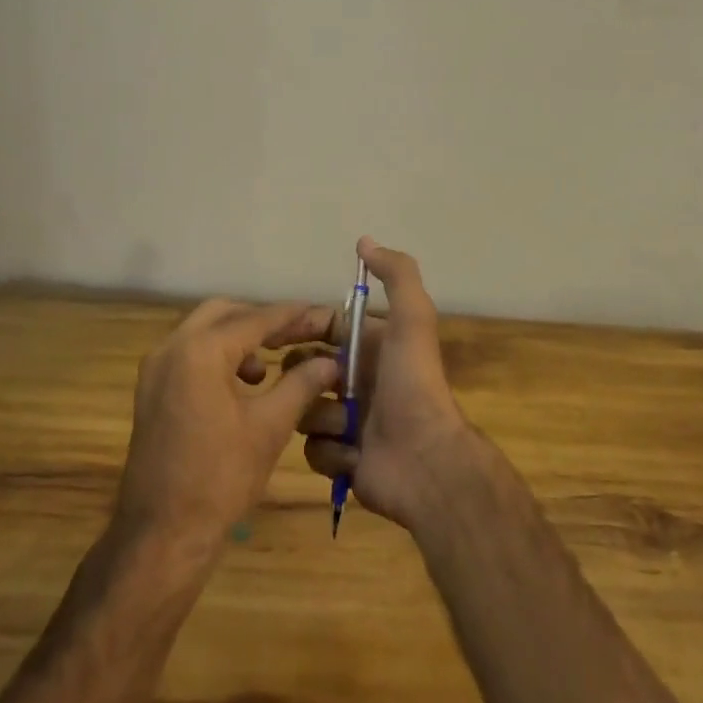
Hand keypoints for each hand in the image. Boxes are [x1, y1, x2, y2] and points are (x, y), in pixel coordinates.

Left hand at [114, 299, 339, 553]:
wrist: (161, 536)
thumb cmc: (220, 479)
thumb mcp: (270, 427)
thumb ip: (301, 384)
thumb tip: (331, 360)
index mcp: (200, 350)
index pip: (256, 319)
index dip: (293, 316)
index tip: (323, 315)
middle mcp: (172, 346)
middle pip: (225, 312)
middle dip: (263, 320)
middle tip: (298, 335)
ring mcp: (156, 367)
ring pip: (204, 330)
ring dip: (239, 336)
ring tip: (272, 363)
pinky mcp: (151, 389)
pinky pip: (190, 352)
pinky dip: (219, 354)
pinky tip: (243, 383)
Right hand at [295, 237, 469, 529]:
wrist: (426, 462)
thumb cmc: (412, 385)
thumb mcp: (411, 319)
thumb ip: (396, 275)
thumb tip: (365, 240)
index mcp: (370, 347)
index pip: (322, 327)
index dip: (300, 327)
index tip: (275, 334)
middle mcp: (358, 381)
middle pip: (305, 369)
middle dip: (302, 375)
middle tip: (316, 384)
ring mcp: (349, 422)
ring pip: (304, 410)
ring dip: (321, 417)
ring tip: (346, 425)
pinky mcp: (343, 460)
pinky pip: (314, 449)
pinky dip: (331, 451)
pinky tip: (353, 455)